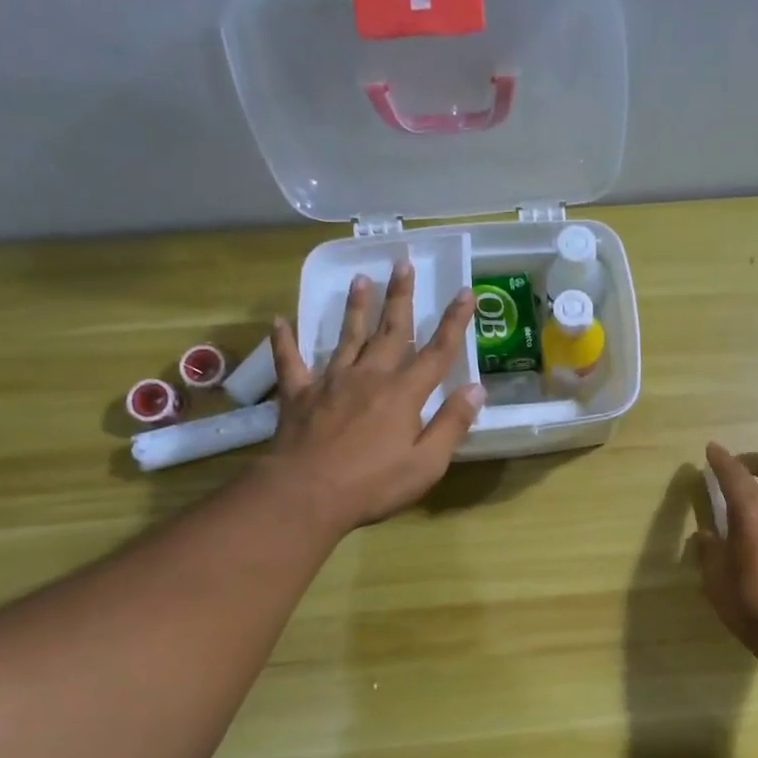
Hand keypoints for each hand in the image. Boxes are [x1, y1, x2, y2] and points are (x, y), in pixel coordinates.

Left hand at [262, 259, 482, 533]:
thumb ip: (452, 424)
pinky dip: (285, 341)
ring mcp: (330, 382)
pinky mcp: (299, 395)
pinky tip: (280, 321)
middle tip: (403, 263)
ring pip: (346, 337)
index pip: (437, 352)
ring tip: (360, 279)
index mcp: (403, 393)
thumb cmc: (374, 484)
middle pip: (390, 331)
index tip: (464, 292)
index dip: (454, 322)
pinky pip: (291, 361)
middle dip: (400, 297)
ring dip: (355, 308)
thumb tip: (477, 389)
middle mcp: (369, 377)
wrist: (307, 493)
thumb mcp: (427, 463)